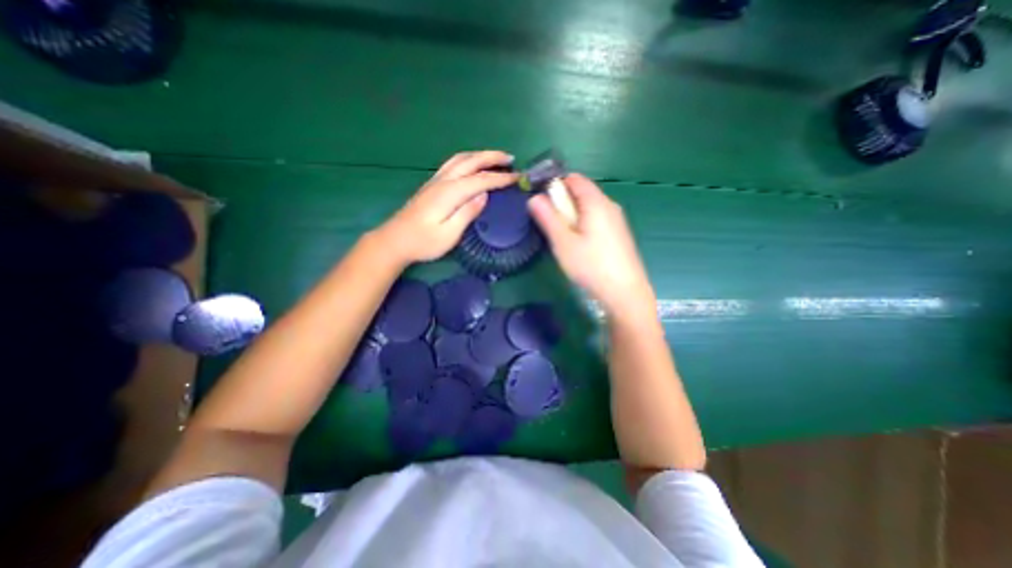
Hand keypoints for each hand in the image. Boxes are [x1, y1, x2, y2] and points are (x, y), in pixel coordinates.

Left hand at [379, 151, 521, 266]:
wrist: (395, 241)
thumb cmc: (423, 242)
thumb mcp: (449, 234)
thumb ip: (467, 213)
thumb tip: (484, 195)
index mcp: (450, 192)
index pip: (481, 180)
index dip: (500, 178)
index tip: (518, 178)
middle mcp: (443, 181)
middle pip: (470, 161)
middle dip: (492, 157)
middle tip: (510, 159)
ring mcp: (435, 181)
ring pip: (460, 159)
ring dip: (480, 155)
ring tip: (495, 158)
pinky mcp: (431, 185)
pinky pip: (453, 163)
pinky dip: (468, 159)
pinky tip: (472, 165)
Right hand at [530, 173, 656, 318]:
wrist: (625, 292)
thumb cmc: (591, 265)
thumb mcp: (563, 242)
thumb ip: (548, 217)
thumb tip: (534, 198)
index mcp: (596, 202)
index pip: (574, 179)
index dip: (556, 185)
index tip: (543, 204)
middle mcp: (609, 205)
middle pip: (582, 193)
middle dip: (563, 204)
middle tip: (553, 227)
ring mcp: (617, 219)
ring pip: (589, 208)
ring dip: (573, 216)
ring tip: (565, 239)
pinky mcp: (619, 233)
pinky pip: (597, 219)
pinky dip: (584, 225)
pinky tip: (581, 247)